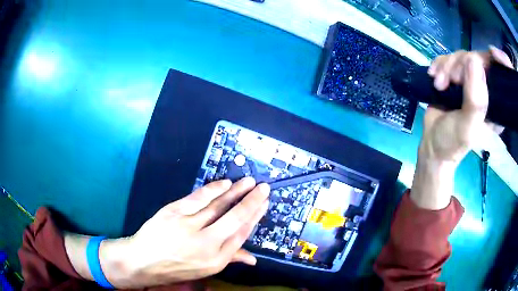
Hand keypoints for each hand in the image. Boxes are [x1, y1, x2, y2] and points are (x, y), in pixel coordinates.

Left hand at [99, 177, 269, 287]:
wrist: (143, 261)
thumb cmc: (175, 267)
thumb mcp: (205, 269)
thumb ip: (230, 259)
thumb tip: (253, 258)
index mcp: (216, 260)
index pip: (241, 235)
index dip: (254, 218)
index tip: (263, 205)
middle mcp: (206, 244)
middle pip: (235, 219)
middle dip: (252, 202)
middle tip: (264, 188)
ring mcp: (189, 226)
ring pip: (218, 206)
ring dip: (235, 192)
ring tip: (249, 182)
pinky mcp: (174, 212)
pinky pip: (198, 198)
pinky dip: (213, 190)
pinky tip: (225, 184)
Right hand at [422, 46, 512, 163]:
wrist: (432, 144)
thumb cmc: (453, 142)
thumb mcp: (467, 127)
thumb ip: (475, 100)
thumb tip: (474, 61)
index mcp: (495, 105)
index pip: (499, 75)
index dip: (497, 60)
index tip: (493, 52)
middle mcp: (485, 89)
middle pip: (478, 59)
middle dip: (461, 66)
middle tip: (452, 81)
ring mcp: (470, 80)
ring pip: (461, 56)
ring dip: (447, 68)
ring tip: (439, 85)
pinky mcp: (456, 76)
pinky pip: (448, 57)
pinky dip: (439, 65)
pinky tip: (433, 76)